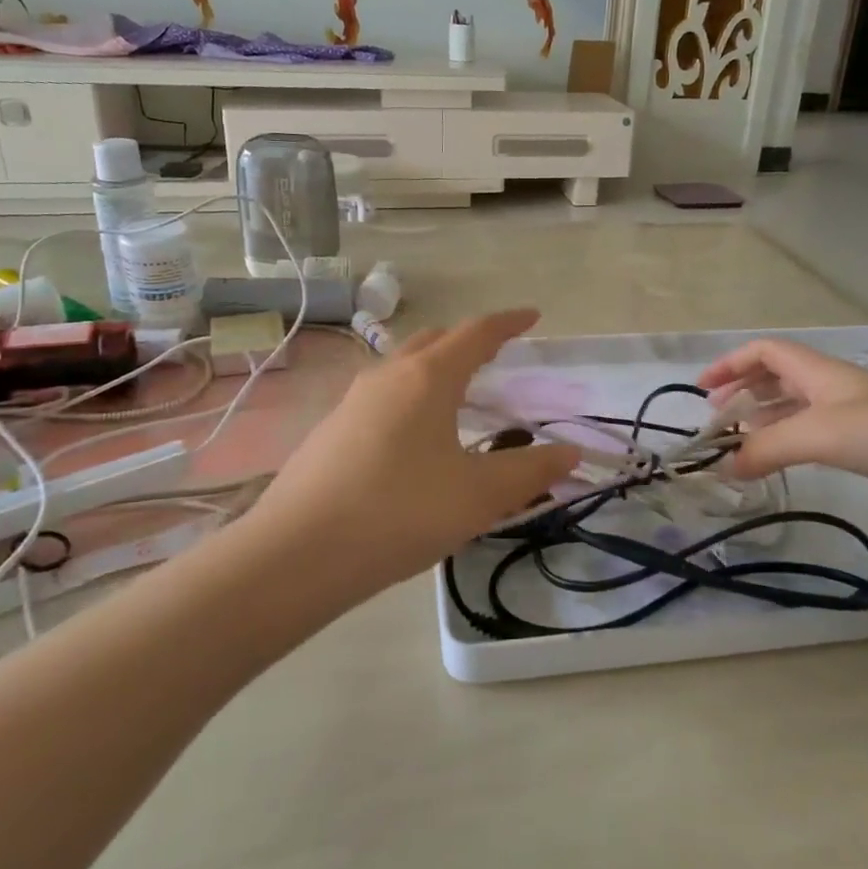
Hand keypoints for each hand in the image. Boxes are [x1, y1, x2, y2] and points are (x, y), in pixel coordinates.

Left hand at [243, 309, 580, 594]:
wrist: (297, 553)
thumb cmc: (400, 512)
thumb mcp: (478, 496)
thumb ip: (530, 471)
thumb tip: (570, 452)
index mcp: (428, 377)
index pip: (476, 333)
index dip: (509, 322)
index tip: (532, 316)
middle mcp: (387, 375)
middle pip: (435, 340)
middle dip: (469, 341)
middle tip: (496, 357)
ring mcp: (352, 400)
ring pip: (403, 366)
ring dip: (435, 368)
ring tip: (457, 395)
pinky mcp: (331, 429)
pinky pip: (382, 395)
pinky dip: (410, 396)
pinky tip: (413, 437)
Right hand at [697, 338, 867, 536]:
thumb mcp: (821, 435)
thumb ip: (767, 448)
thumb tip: (724, 466)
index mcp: (822, 372)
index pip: (766, 352)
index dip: (731, 364)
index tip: (701, 390)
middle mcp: (837, 387)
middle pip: (780, 377)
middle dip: (745, 391)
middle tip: (717, 419)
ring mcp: (861, 416)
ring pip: (800, 408)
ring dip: (767, 420)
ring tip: (742, 444)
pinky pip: (821, 436)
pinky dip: (794, 443)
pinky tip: (788, 463)